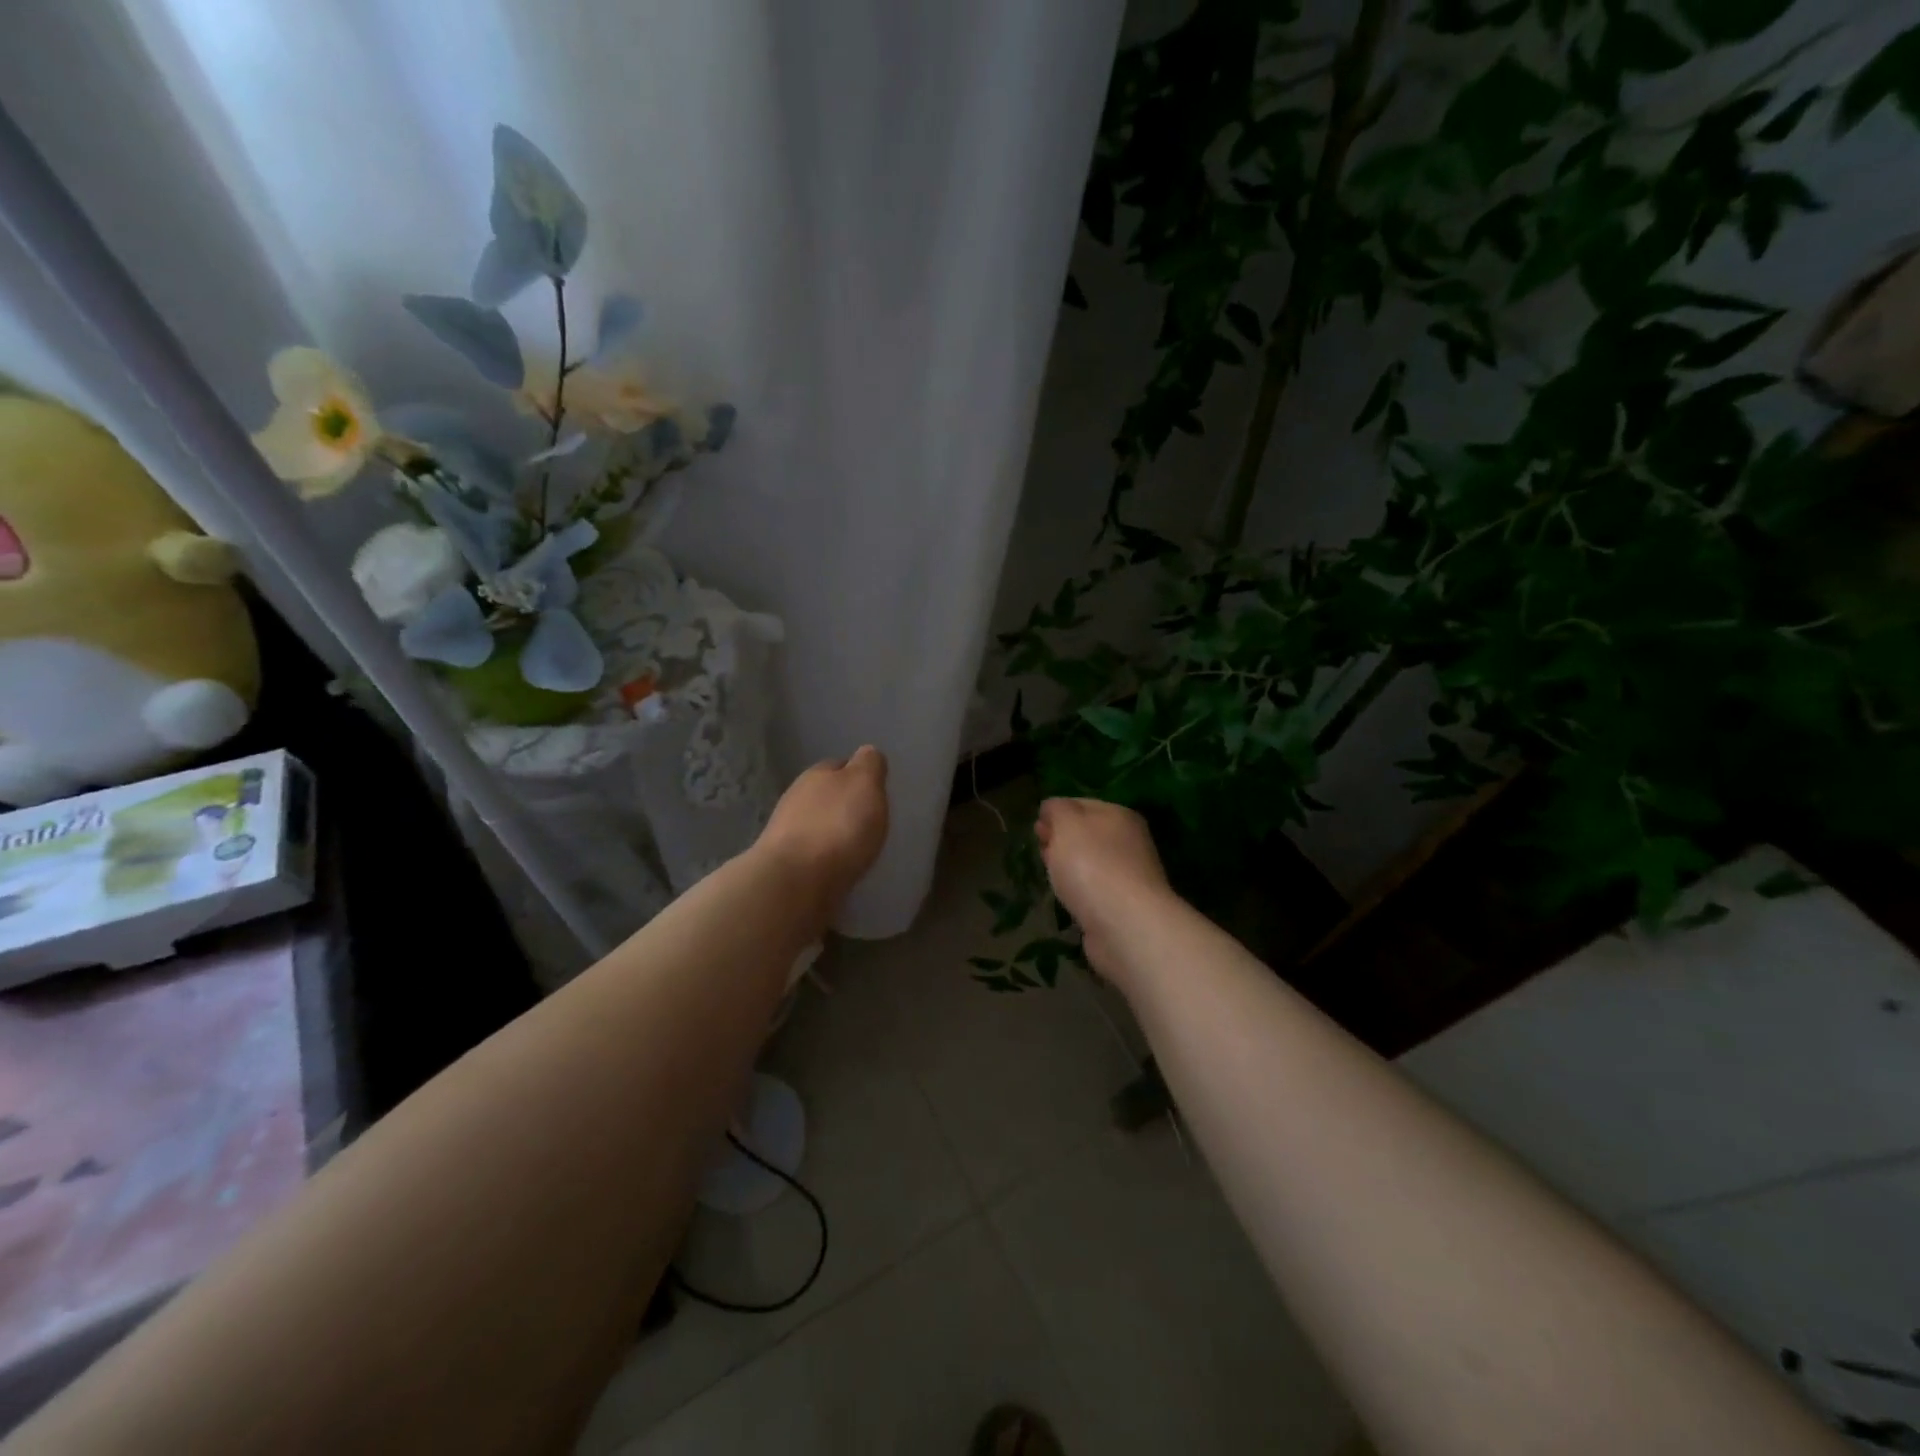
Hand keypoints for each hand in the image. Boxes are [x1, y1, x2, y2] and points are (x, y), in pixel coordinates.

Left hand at [757, 745, 889, 910]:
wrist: (796, 882)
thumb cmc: (838, 826)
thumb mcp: (865, 784)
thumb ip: (869, 765)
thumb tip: (867, 753)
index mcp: (817, 775)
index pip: (839, 765)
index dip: (858, 775)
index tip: (874, 790)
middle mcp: (797, 798)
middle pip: (825, 796)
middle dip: (843, 805)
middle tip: (867, 820)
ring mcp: (786, 834)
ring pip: (816, 825)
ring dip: (832, 832)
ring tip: (855, 847)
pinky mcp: (785, 866)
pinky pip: (811, 854)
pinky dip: (824, 857)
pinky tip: (837, 867)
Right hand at [1035, 797, 1175, 974]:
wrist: (1125, 925)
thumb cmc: (1092, 865)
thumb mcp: (1067, 824)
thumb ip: (1057, 809)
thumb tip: (1051, 809)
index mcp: (1119, 815)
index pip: (1081, 804)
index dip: (1055, 812)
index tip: (1035, 827)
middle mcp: (1129, 841)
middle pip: (1086, 834)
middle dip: (1060, 839)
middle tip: (1040, 849)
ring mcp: (1128, 875)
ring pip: (1089, 863)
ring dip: (1068, 866)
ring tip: (1049, 874)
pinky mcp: (1122, 906)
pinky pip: (1093, 889)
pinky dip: (1078, 891)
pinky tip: (1067, 898)